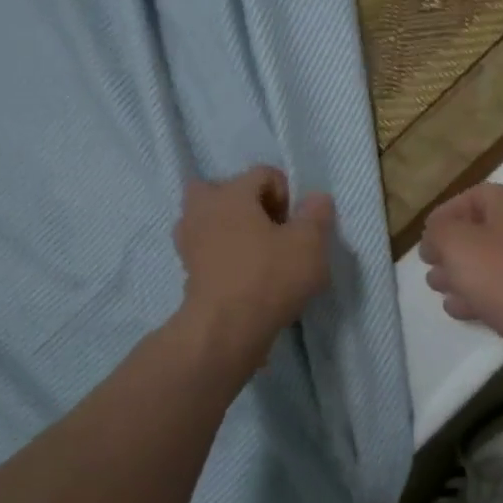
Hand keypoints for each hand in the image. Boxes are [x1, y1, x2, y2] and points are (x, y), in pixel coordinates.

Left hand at [173, 166, 333, 371]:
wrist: (226, 329)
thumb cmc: (270, 277)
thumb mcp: (310, 244)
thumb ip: (317, 215)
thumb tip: (316, 198)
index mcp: (232, 192)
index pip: (264, 173)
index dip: (287, 194)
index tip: (295, 226)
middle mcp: (203, 208)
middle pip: (226, 190)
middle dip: (249, 205)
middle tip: (271, 231)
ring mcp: (188, 240)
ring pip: (211, 219)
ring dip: (232, 229)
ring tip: (258, 254)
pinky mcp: (186, 270)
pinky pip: (207, 248)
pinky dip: (222, 255)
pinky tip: (244, 276)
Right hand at [421, 184, 502, 383]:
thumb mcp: (458, 244)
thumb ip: (439, 232)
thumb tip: (435, 236)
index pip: (476, 196)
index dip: (447, 212)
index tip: (426, 235)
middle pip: (481, 231)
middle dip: (450, 248)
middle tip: (430, 265)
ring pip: (489, 264)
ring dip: (460, 274)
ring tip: (437, 288)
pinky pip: (501, 292)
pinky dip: (478, 297)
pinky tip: (459, 310)